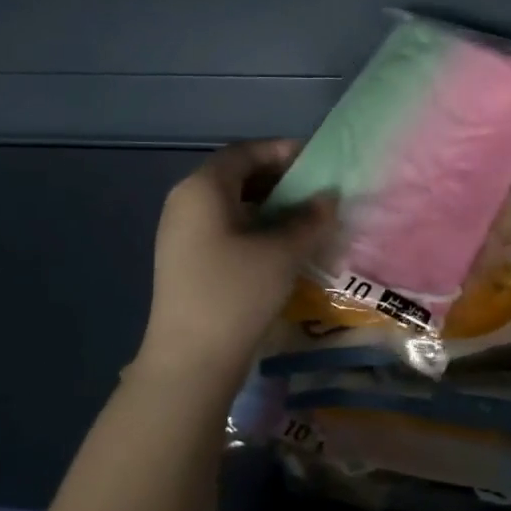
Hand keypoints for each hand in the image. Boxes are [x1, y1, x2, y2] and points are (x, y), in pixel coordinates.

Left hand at [139, 140, 335, 383]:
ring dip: (269, 206)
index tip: (318, 161)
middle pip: (236, 176)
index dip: (282, 151)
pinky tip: (283, 246)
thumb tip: (329, 197)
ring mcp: (182, 234)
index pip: (245, 152)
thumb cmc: (236, 293)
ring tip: (306, 218)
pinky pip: (226, 228)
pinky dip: (255, 227)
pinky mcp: (187, 260)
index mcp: (202, 189)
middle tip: (317, 191)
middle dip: (279, 179)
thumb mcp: (283, 252)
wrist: (191, 359)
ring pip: (232, 205)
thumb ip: (310, 219)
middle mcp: (186, 203)